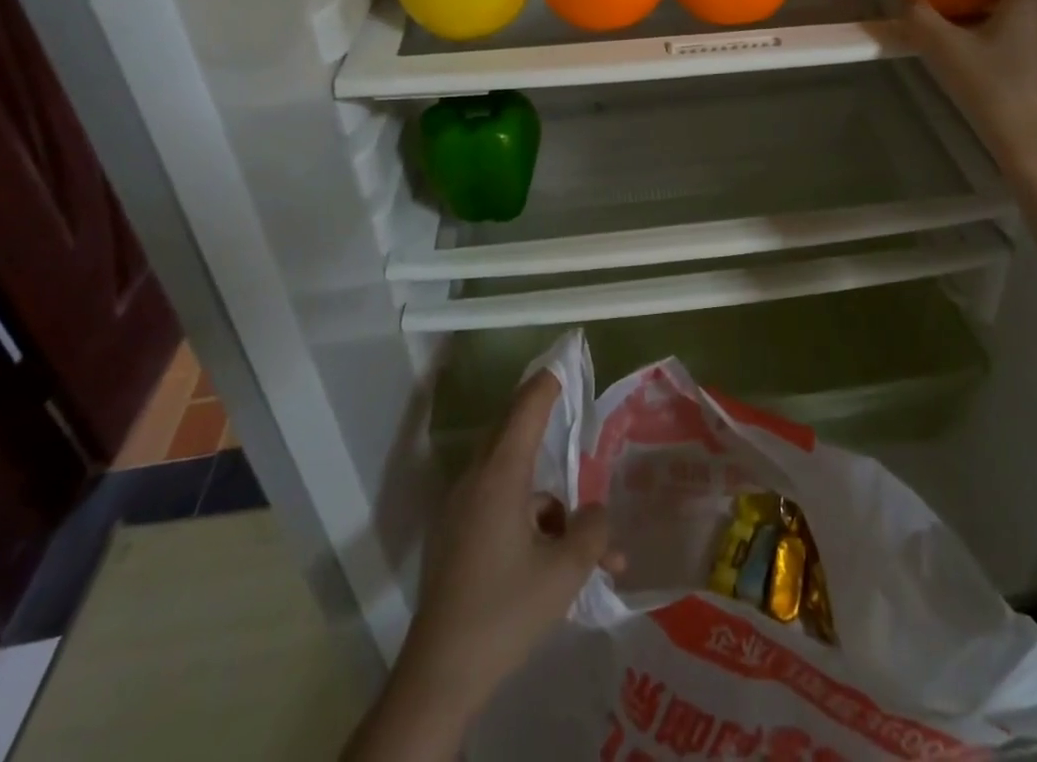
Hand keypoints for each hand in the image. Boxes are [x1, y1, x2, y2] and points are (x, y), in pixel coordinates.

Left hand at [398, 369, 622, 719]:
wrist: (439, 677)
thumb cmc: (505, 612)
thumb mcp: (565, 571)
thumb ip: (593, 531)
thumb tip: (598, 514)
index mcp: (500, 476)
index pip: (526, 408)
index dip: (547, 381)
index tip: (564, 359)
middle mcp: (476, 481)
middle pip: (513, 433)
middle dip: (544, 421)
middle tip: (571, 408)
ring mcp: (461, 510)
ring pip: (512, 480)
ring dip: (549, 500)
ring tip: (589, 548)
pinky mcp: (456, 538)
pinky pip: (499, 507)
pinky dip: (529, 520)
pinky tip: (556, 562)